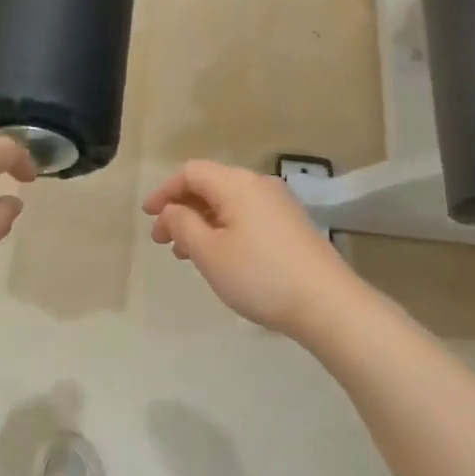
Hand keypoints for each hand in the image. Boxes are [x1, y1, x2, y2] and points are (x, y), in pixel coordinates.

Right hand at [142, 160, 361, 337]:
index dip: (165, 192)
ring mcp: (279, 204)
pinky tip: (220, 256)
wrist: (326, 302)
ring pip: (229, 203)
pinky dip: (224, 228)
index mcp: (237, 184)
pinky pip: (247, 215)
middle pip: (211, 185)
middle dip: (182, 209)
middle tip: (163, 241)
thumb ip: (182, 224)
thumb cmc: (259, 275)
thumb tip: (171, 210)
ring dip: (202, 222)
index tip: (148, 217)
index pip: (191, 172)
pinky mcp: (291, 225)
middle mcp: (259, 184)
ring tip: (186, 254)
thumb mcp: (209, 252)